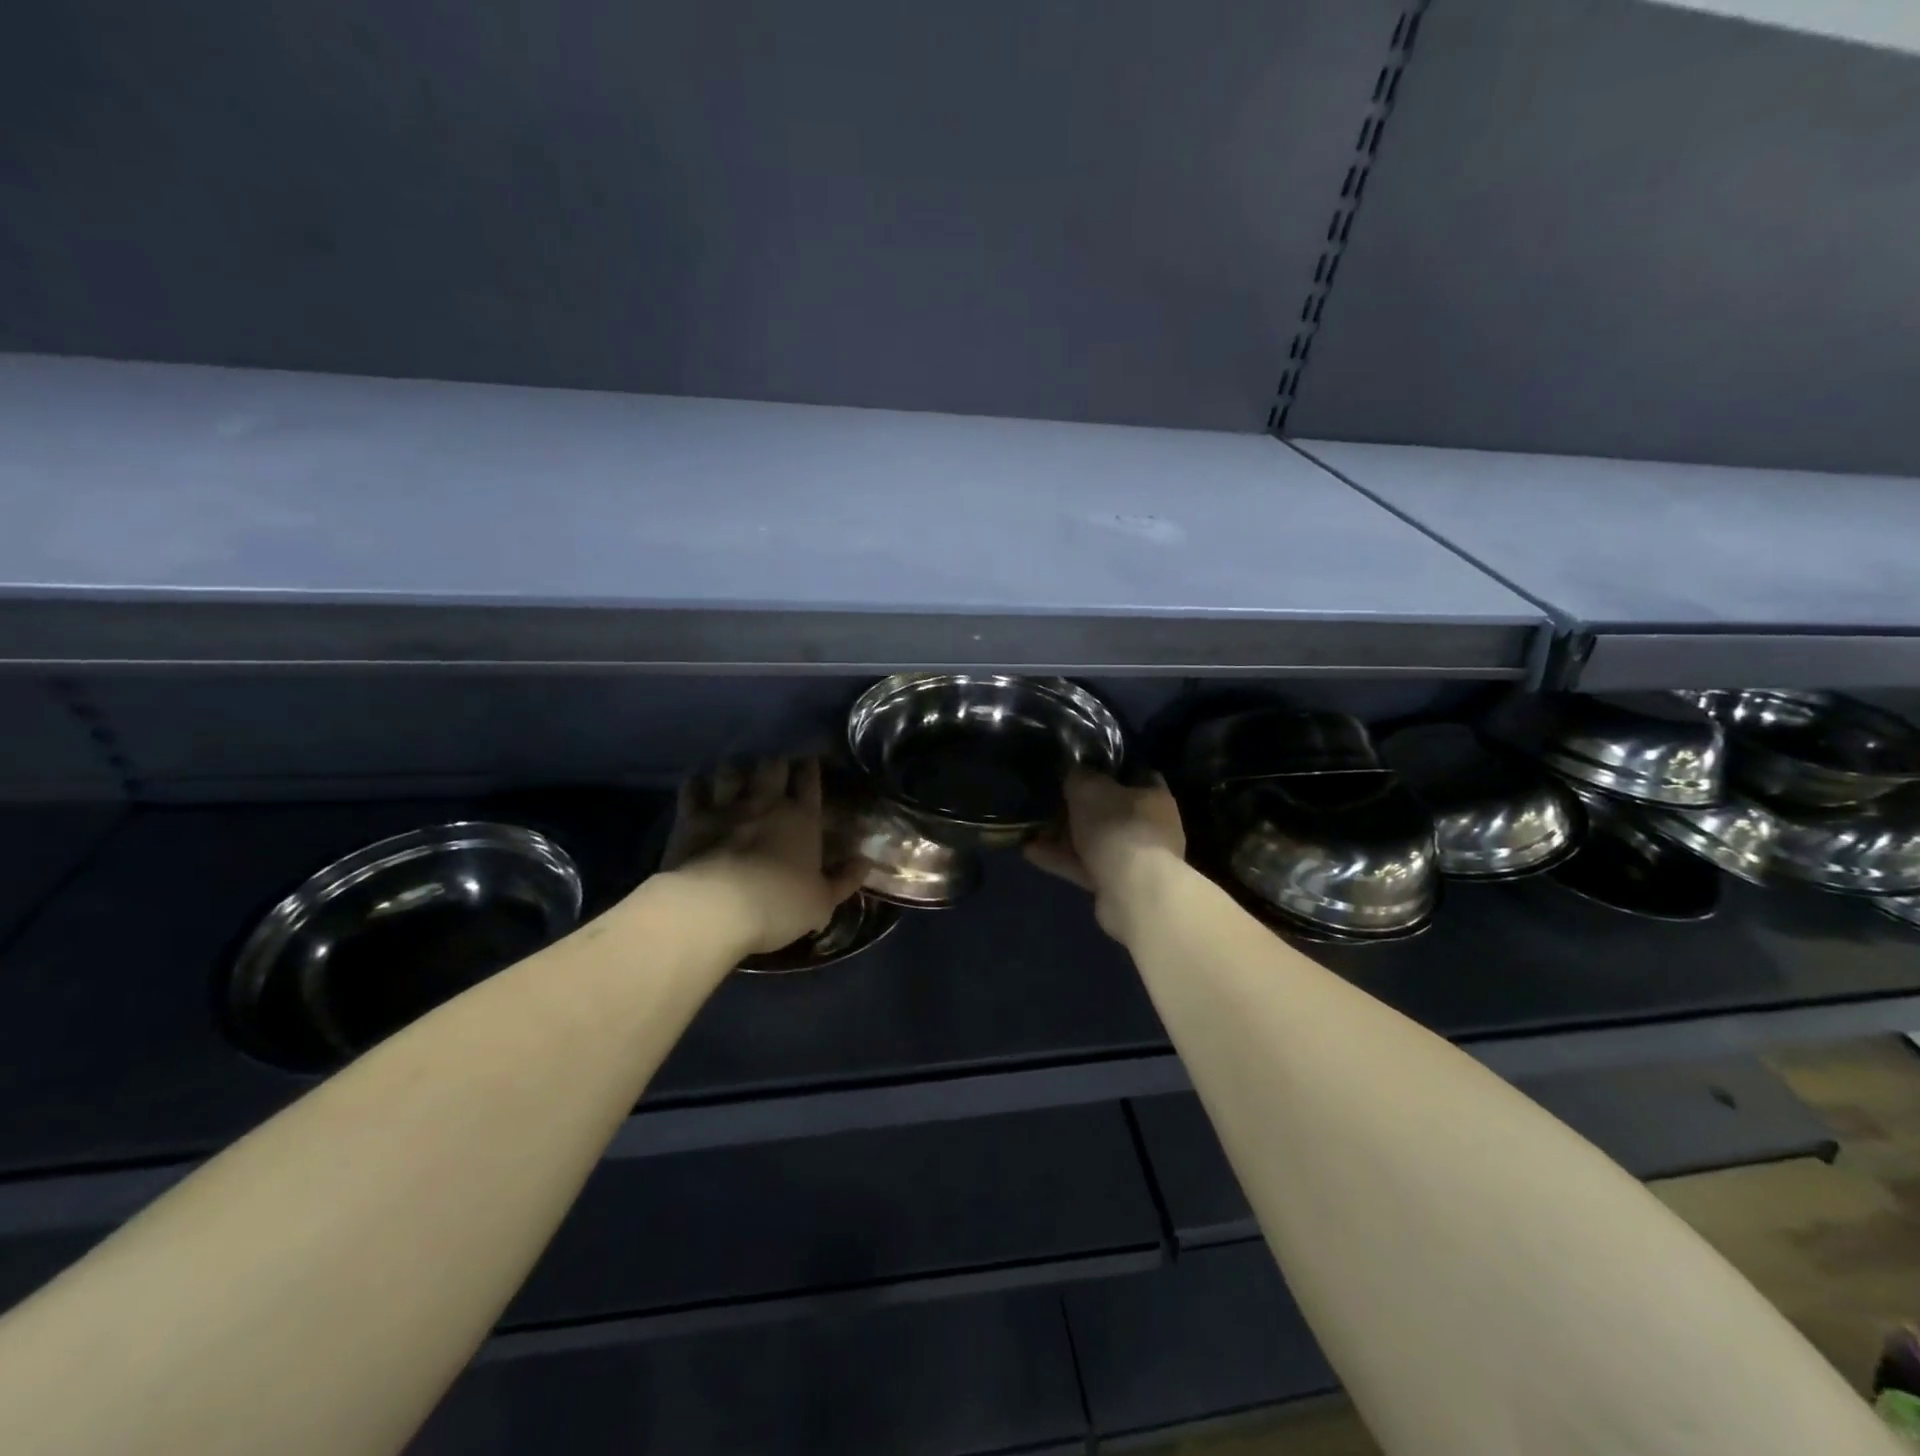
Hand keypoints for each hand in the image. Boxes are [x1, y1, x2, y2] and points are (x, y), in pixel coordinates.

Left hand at [661, 757, 864, 954]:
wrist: (716, 908)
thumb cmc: (778, 905)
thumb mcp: (822, 902)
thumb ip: (844, 880)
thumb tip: (865, 861)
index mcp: (802, 818)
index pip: (809, 781)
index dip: (810, 767)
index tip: (810, 759)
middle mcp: (765, 803)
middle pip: (772, 765)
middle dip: (775, 761)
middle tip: (775, 763)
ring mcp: (726, 807)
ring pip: (732, 771)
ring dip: (736, 768)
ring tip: (737, 769)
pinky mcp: (691, 819)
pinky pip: (693, 790)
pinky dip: (696, 784)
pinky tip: (698, 782)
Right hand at [1025, 768, 1185, 939]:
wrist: (1133, 890)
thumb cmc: (1116, 826)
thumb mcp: (1088, 788)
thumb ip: (1077, 775)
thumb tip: (1073, 769)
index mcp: (1154, 796)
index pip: (1135, 775)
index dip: (1109, 771)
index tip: (1082, 770)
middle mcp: (1151, 826)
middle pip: (1111, 811)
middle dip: (1079, 810)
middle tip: (1050, 804)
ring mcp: (1137, 859)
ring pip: (1096, 842)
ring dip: (1064, 837)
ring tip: (1032, 831)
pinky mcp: (1119, 885)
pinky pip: (1086, 866)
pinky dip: (1062, 860)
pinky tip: (1031, 852)